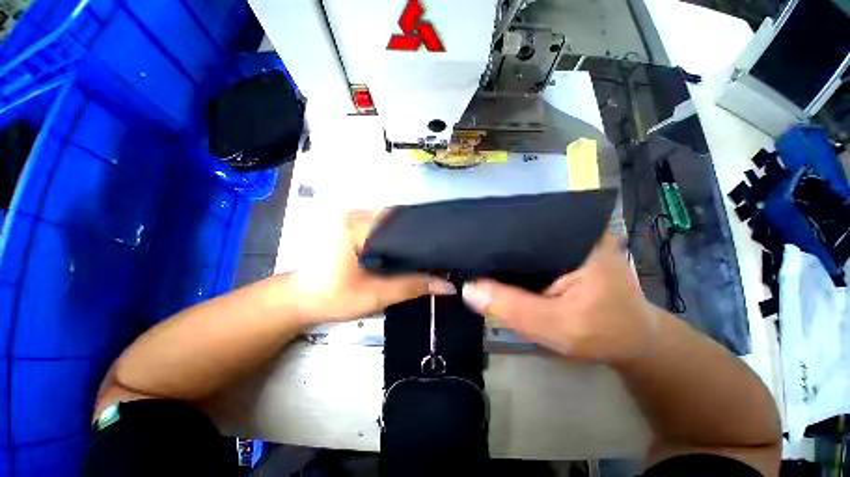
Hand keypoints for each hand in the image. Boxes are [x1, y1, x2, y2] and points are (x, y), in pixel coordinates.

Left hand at [290, 209, 455, 322]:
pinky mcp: (349, 225)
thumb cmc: (332, 297)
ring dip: (406, 234)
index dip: (424, 233)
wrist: (299, 301)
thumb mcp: (375, 295)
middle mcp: (353, 213)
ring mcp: (350, 217)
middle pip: (397, 218)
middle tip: (438, 249)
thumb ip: (412, 286)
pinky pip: (379, 225)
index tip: (443, 246)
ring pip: (389, 221)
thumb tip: (447, 285)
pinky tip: (405, 248)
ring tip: (426, 249)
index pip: (401, 220)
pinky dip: (394, 235)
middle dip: (417, 234)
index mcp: (355, 224)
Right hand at [461, 231, 657, 361]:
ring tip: (472, 255)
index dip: (494, 234)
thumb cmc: (604, 333)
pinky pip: (525, 255)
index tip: (466, 243)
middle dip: (494, 242)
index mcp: (575, 234)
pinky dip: (510, 263)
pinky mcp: (557, 255)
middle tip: (464, 251)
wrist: (632, 342)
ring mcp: (562, 241)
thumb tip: (467, 289)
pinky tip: (493, 267)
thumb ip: (514, 308)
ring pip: (520, 242)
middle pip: (519, 230)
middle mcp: (567, 229)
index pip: (523, 224)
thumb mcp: (559, 326)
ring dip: (500, 253)